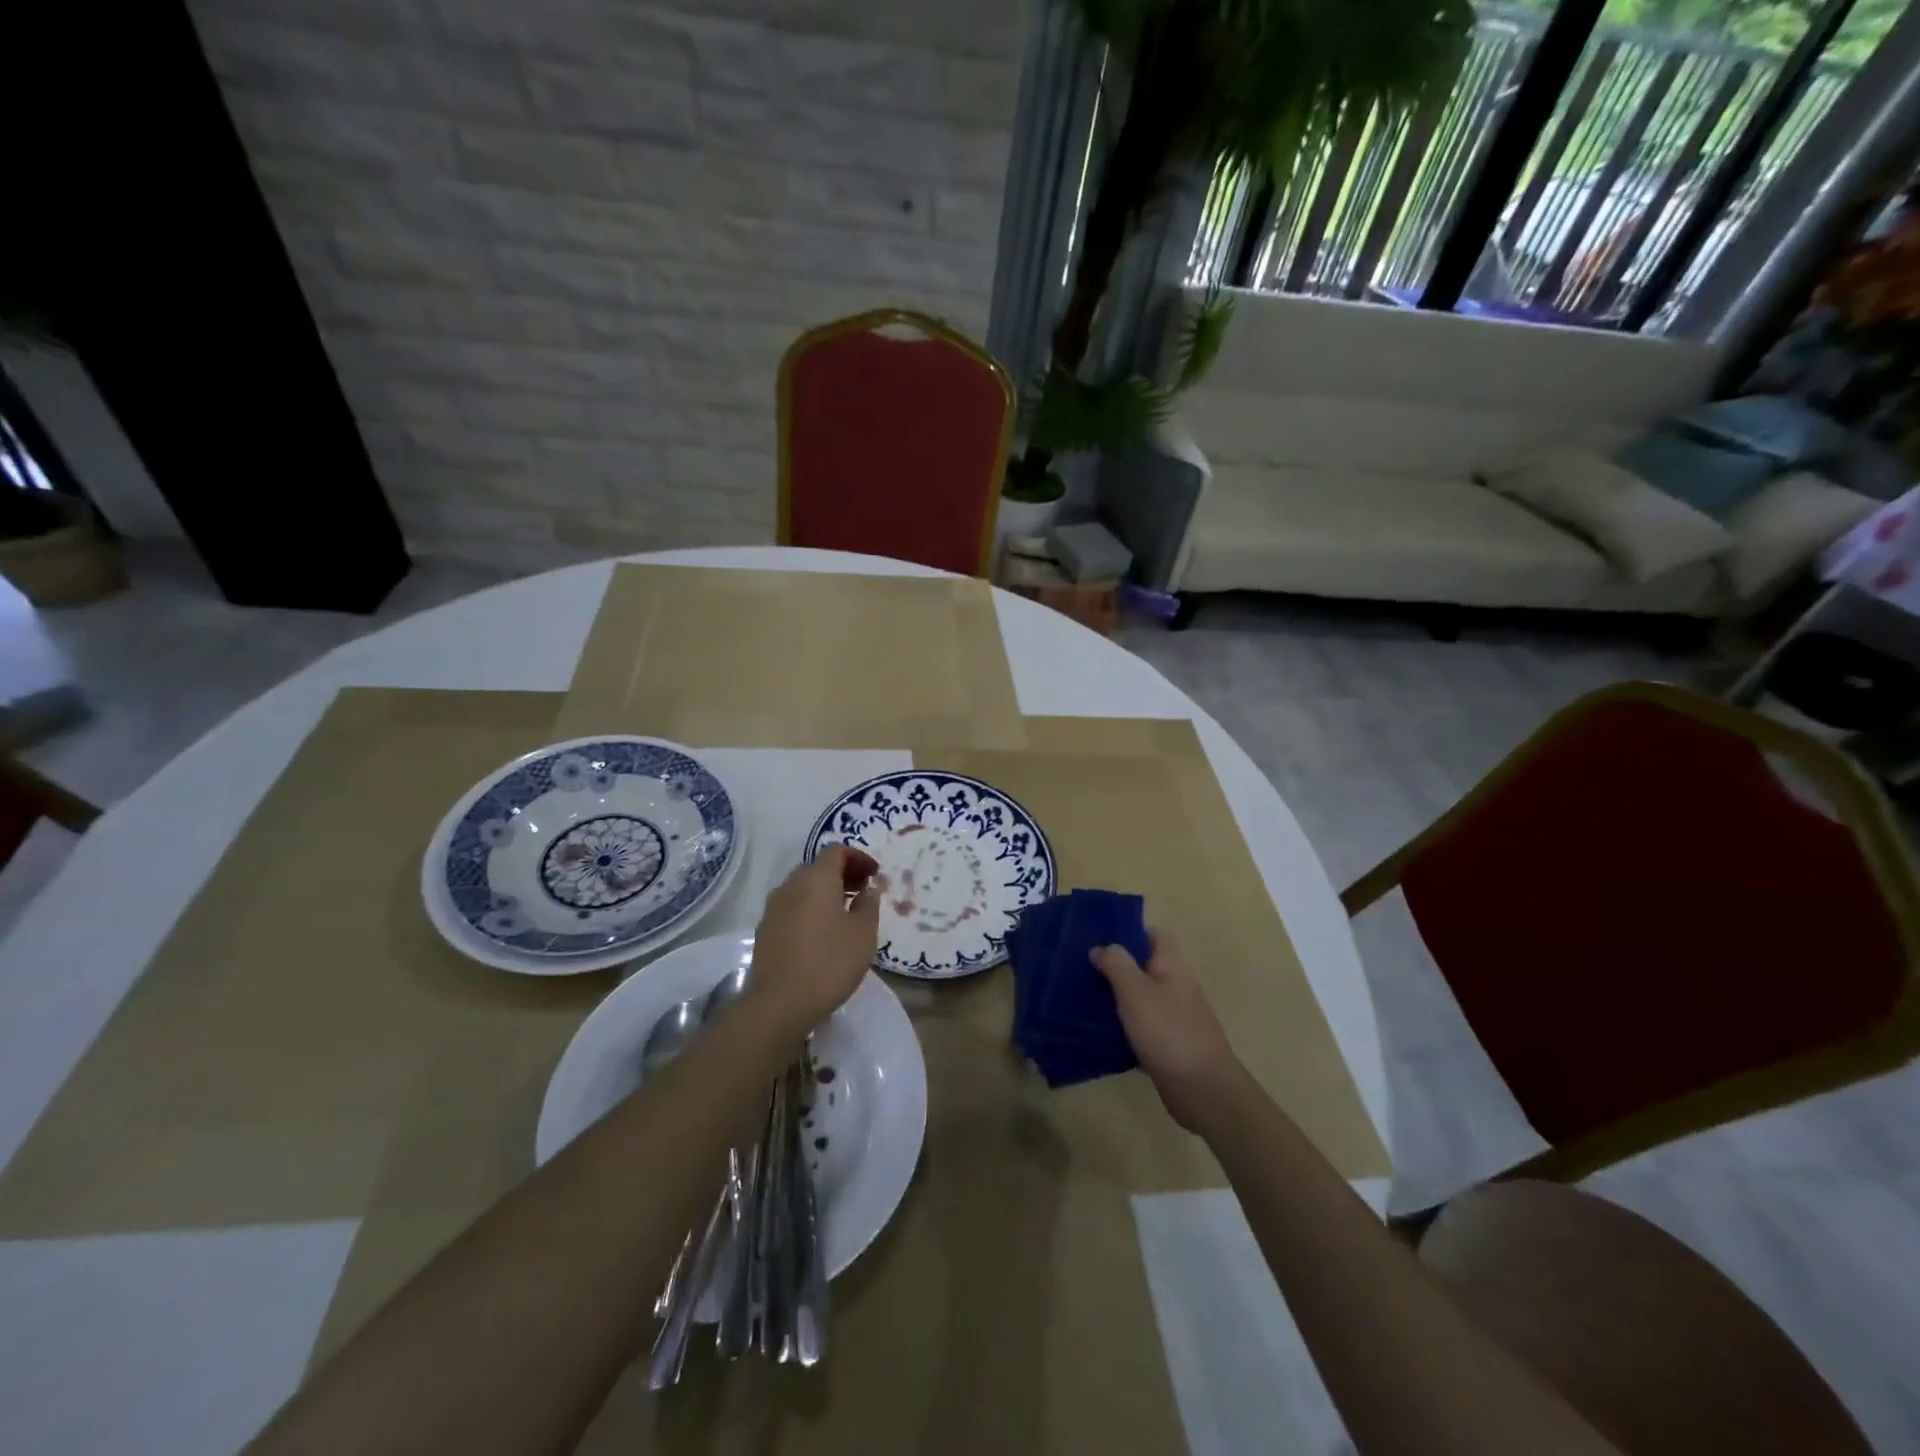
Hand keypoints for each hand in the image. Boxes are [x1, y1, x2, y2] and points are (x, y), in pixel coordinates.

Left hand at [745, 847, 881, 1038]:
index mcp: (817, 879)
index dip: (857, 857)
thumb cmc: (830, 962)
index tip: (874, 874)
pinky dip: (809, 909)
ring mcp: (773, 907)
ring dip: (824, 892)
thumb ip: (869, 905)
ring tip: (844, 914)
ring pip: (802, 887)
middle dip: (841, 873)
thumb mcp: (863, 934)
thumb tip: (868, 889)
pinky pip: (791, 907)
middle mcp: (791, 885)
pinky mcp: (765, 929)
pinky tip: (821, 933)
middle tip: (862, 892)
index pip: (836, 851)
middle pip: (817, 867)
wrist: (779, 1003)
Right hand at [1092, 931, 1242, 1132]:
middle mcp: (1176, 986)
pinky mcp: (1168, 1044)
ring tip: (1083, 997)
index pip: (1156, 934)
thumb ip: (1116, 964)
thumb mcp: (1135, 991)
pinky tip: (1099, 1031)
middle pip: (1145, 966)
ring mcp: (1174, 1016)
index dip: (1131, 931)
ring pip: (1141, 997)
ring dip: (1116, 997)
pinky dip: (1123, 1026)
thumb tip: (1101, 948)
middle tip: (1082, 968)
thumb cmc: (1168, 1031)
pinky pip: (1141, 1026)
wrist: (1202, 1089)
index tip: (1100, 937)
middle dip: (1116, 966)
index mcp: (1172, 966)